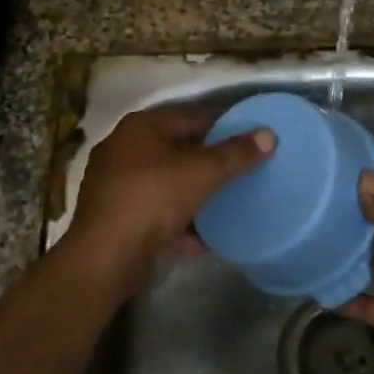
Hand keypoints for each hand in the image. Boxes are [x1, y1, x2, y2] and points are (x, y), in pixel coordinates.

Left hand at [66, 104, 272, 292]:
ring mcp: (114, 185)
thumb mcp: (200, 173)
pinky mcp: (114, 218)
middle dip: (207, 162)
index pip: (190, 115)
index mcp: (141, 127)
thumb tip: (268, 135)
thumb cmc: (152, 200)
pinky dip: (177, 223)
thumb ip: (235, 155)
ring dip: (193, 195)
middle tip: (241, 169)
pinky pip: (155, 214)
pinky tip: (203, 239)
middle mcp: (123, 149)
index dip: (222, 123)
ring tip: (225, 203)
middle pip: (176, 149)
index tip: (249, 136)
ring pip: (165, 183)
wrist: (104, 258)